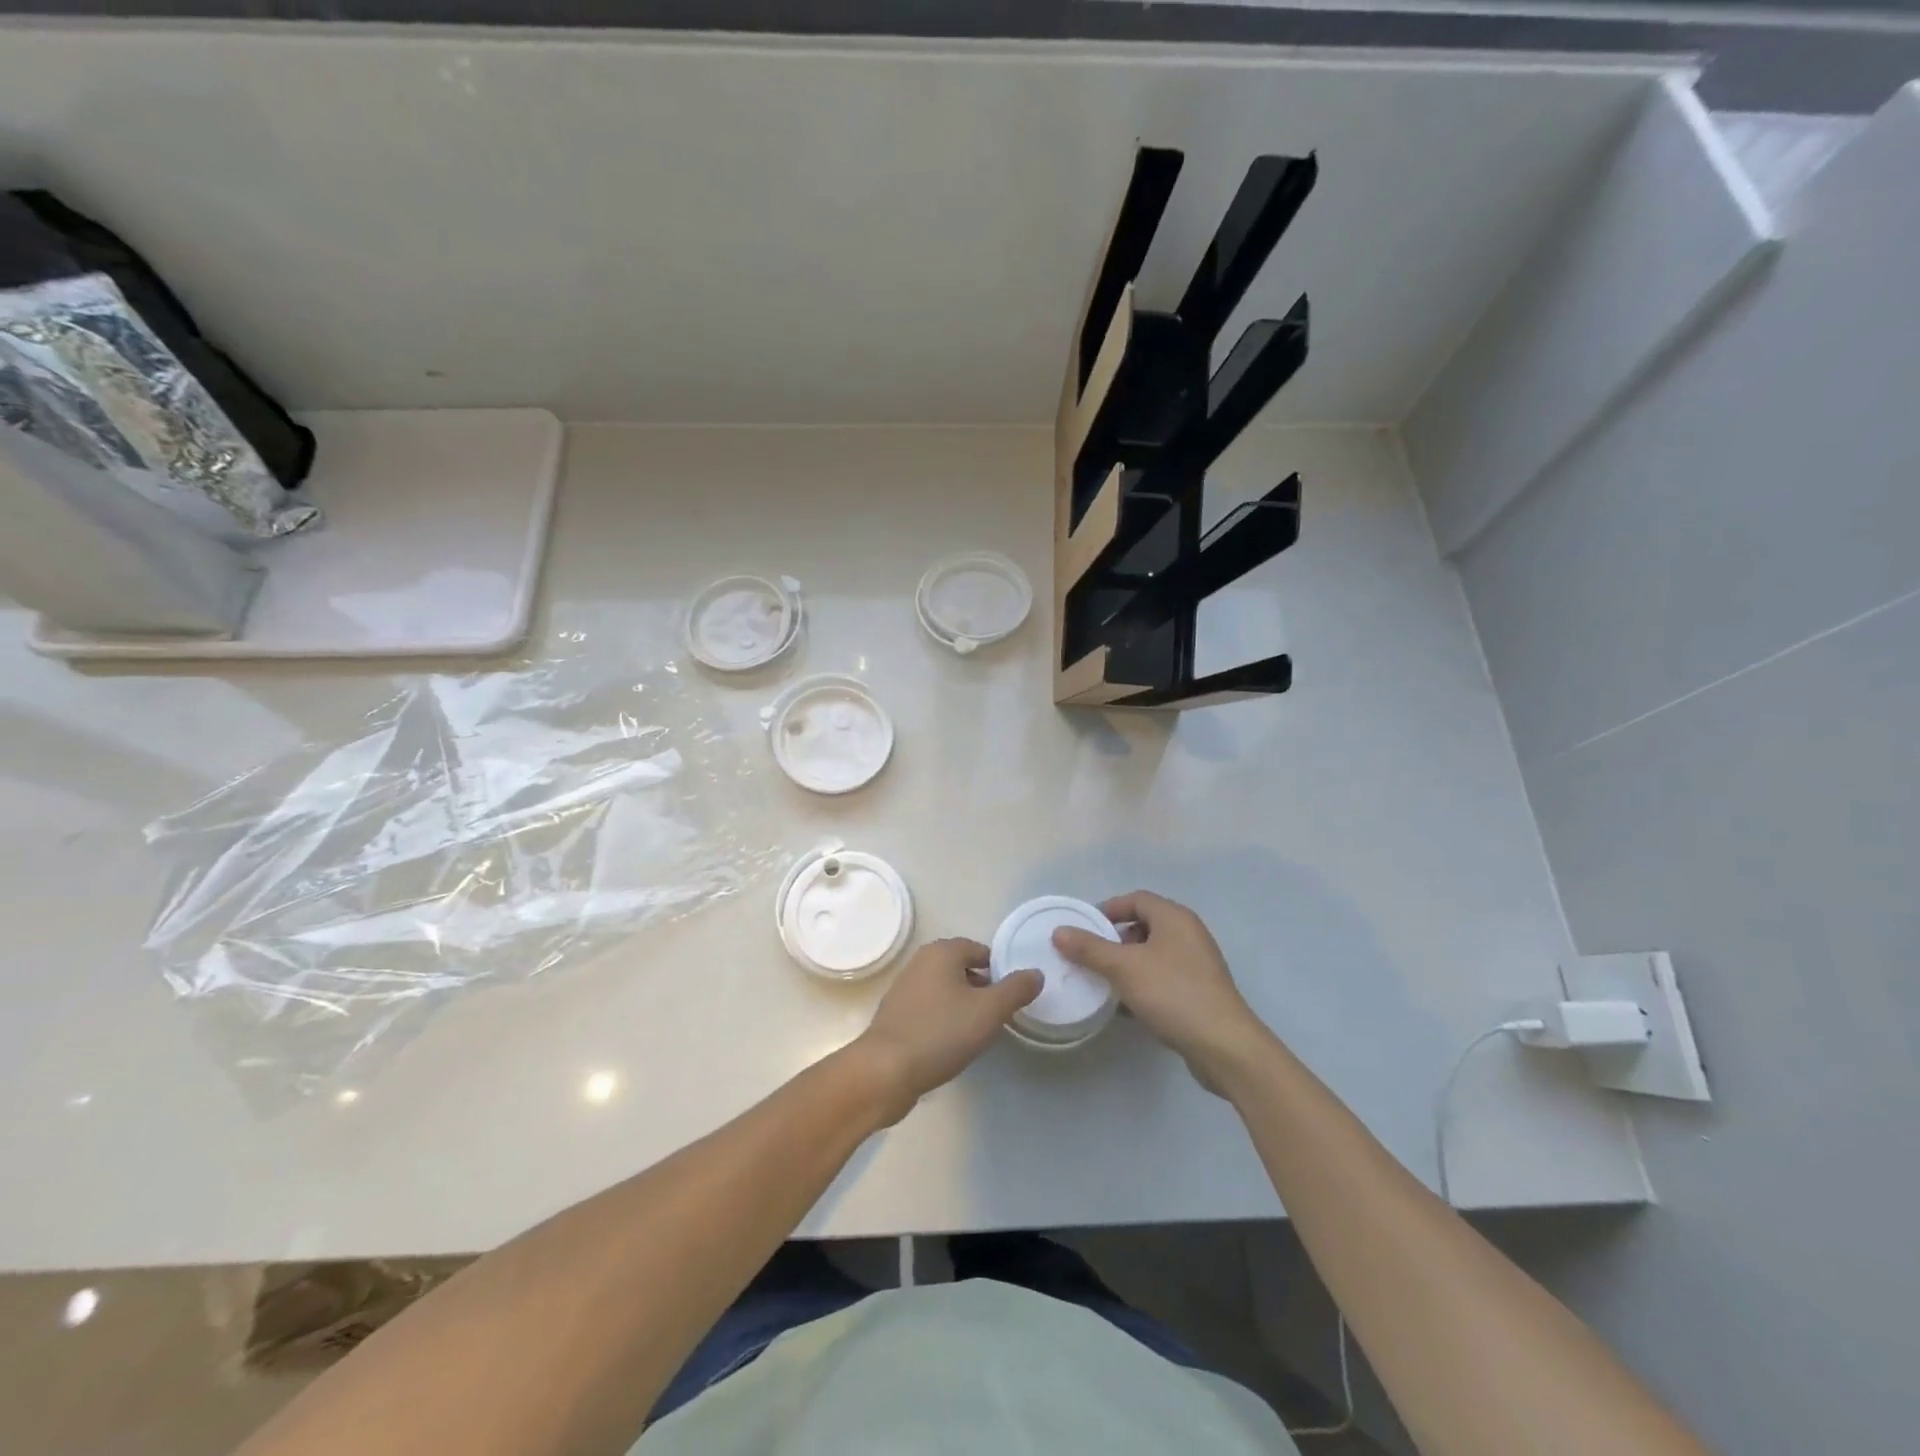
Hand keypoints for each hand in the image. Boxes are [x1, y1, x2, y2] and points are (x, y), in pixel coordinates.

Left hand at [850, 938, 1041, 1124]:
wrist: (886, 1071)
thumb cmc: (941, 1033)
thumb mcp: (989, 1011)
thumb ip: (1016, 989)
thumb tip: (1036, 973)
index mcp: (941, 952)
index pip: (980, 950)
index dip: (999, 971)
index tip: (1011, 997)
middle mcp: (920, 962)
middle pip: (962, 968)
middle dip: (982, 988)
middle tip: (998, 1016)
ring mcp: (904, 988)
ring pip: (945, 989)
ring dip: (963, 1005)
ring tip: (978, 1032)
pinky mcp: (896, 1014)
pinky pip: (930, 1008)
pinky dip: (944, 1019)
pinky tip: (951, 1043)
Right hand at [1052, 891, 1269, 1091]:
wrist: (1223, 1045)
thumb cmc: (1172, 993)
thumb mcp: (1123, 968)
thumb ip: (1089, 948)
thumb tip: (1059, 932)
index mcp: (1174, 918)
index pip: (1136, 899)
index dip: (1108, 909)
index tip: (1083, 928)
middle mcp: (1189, 934)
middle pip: (1144, 925)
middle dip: (1114, 939)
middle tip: (1090, 956)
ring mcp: (1197, 964)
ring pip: (1153, 954)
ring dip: (1126, 965)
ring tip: (1102, 982)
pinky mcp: (1199, 991)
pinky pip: (1163, 977)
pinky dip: (1142, 984)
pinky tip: (1125, 1006)